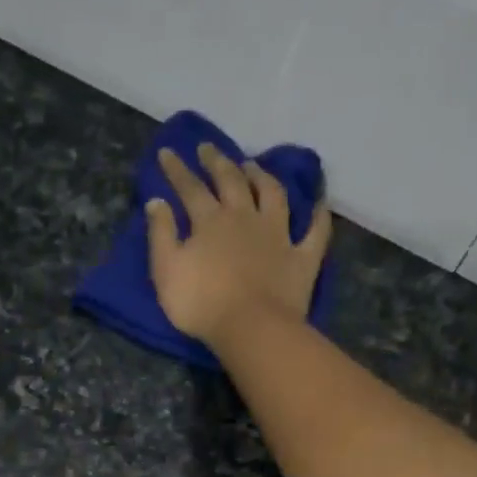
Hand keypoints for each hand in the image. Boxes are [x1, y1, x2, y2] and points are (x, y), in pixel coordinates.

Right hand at [147, 143, 333, 343]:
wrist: (251, 328)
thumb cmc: (202, 304)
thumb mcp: (166, 271)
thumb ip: (161, 234)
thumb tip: (157, 201)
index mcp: (210, 221)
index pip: (190, 188)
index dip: (177, 169)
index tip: (167, 152)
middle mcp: (245, 217)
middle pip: (231, 181)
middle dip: (217, 162)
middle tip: (208, 148)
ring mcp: (278, 235)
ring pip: (273, 194)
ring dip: (262, 176)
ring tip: (253, 165)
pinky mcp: (303, 257)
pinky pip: (316, 230)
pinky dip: (318, 214)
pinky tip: (319, 202)